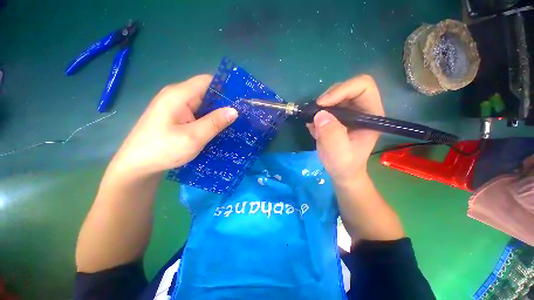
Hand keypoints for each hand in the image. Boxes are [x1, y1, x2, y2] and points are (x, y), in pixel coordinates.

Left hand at [108, 75, 237, 179]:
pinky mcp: (177, 117)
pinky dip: (210, 119)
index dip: (226, 88)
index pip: (208, 81)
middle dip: (225, 103)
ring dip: (218, 113)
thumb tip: (235, 110)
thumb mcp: (193, 137)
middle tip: (242, 115)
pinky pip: (198, 114)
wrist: (137, 166)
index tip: (241, 100)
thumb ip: (214, 123)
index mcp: (179, 95)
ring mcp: (177, 107)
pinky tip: (219, 129)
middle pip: (207, 93)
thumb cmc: (162, 150)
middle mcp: (178, 96)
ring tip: (235, 123)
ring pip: (204, 105)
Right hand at [307, 75, 383, 183]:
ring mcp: (349, 113)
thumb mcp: (339, 152)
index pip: (362, 86)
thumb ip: (332, 134)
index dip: (342, 90)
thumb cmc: (345, 164)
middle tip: (315, 112)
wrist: (341, 172)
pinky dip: (316, 113)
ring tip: (314, 123)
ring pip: (334, 95)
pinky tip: (314, 127)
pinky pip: (325, 106)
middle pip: (346, 88)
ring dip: (320, 106)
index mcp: (371, 114)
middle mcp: (361, 109)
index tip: (323, 104)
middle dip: (328, 97)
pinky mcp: (337, 117)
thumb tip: (319, 114)